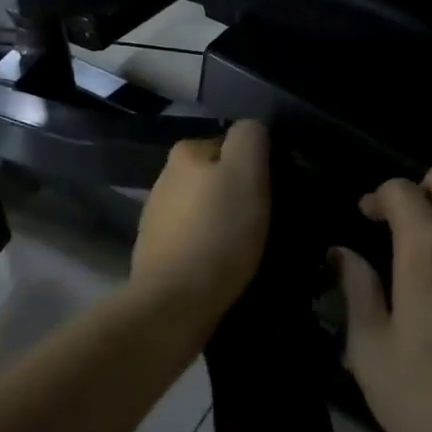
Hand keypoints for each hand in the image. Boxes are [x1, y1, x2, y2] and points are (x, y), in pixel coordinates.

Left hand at [132, 121, 270, 324]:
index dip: (258, 166)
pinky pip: (195, 237)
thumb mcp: (246, 173)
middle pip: (218, 176)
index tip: (274, 193)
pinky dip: (211, 245)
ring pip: (206, 207)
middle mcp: (165, 176)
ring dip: (225, 221)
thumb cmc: (218, 233)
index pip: (233, 144)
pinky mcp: (157, 250)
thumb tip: (252, 128)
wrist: (174, 303)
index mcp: (185, 152)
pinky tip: (224, 264)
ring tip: (247, 247)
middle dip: (240, 194)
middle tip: (266, 222)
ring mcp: (157, 215)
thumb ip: (250, 138)